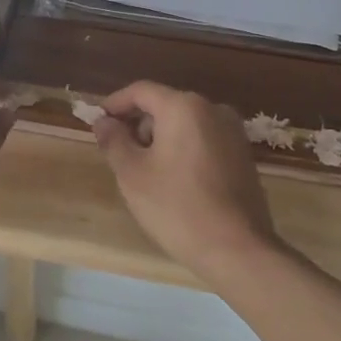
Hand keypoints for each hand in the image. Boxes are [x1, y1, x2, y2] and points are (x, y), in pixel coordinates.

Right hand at [93, 81, 280, 284]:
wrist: (237, 249)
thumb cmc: (176, 207)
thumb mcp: (132, 174)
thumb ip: (114, 141)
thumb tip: (104, 122)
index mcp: (184, 107)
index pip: (141, 91)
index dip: (115, 104)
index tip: (98, 123)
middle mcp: (213, 109)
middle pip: (165, 105)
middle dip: (138, 124)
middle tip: (119, 153)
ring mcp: (233, 132)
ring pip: (185, 123)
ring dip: (160, 139)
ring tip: (145, 172)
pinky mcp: (243, 155)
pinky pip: (203, 140)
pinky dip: (183, 149)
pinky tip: (173, 181)